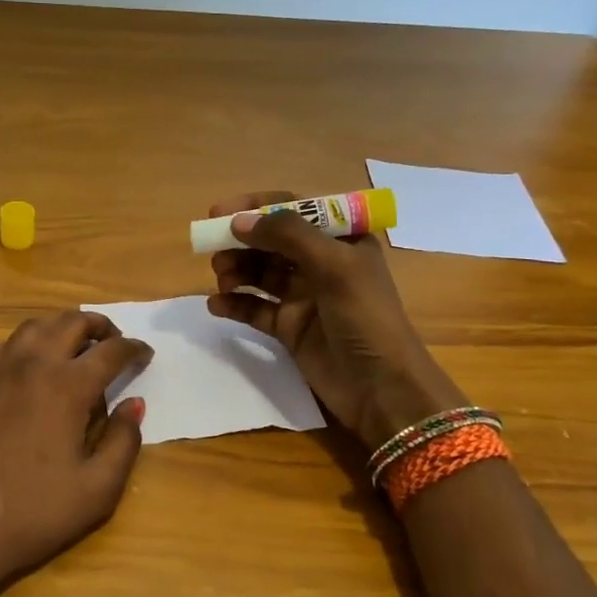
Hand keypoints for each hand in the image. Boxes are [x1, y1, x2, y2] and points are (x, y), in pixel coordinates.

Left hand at [0, 310, 151, 596]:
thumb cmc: (31, 514)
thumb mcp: (96, 490)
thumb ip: (123, 442)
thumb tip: (134, 405)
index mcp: (66, 386)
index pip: (110, 352)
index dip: (133, 349)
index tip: (145, 354)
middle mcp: (31, 364)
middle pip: (71, 322)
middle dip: (99, 326)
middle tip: (114, 343)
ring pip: (35, 327)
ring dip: (62, 328)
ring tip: (76, 349)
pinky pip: (6, 346)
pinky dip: (29, 344)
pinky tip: (32, 369)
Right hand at [205, 190, 465, 445]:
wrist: (382, 389)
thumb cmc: (366, 319)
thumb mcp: (334, 268)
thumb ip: (288, 236)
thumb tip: (239, 222)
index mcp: (342, 240)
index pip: (293, 209)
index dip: (255, 207)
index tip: (218, 212)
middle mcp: (321, 263)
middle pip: (271, 241)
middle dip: (241, 242)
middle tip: (214, 252)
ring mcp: (304, 296)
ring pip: (260, 273)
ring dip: (237, 271)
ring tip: (222, 280)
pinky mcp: (289, 327)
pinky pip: (255, 308)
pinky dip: (235, 303)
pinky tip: (216, 305)